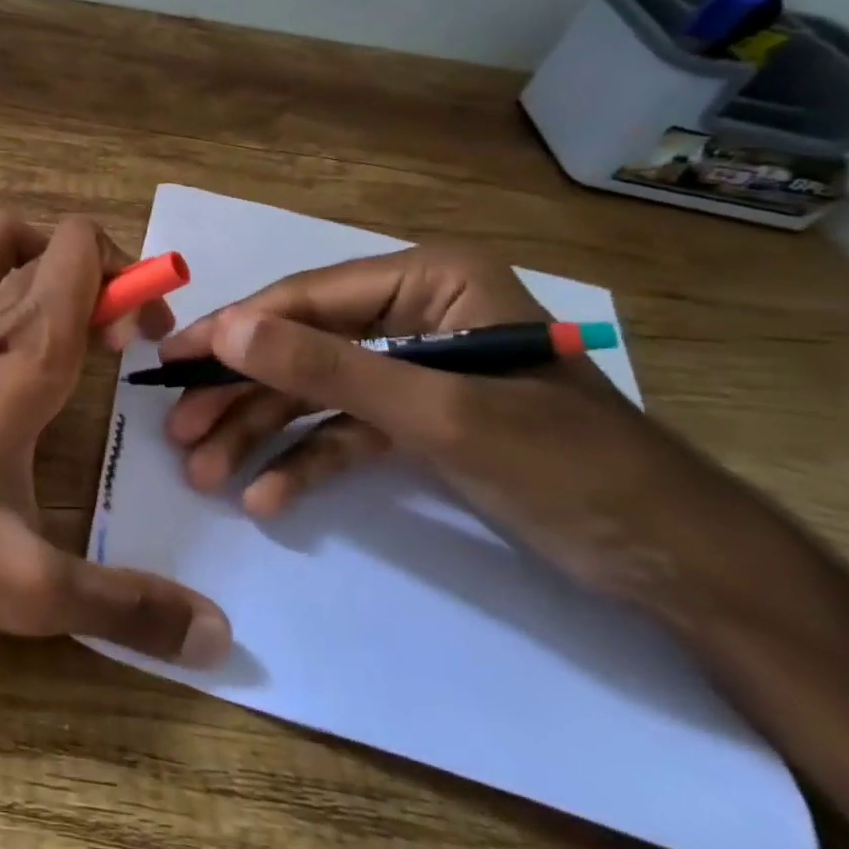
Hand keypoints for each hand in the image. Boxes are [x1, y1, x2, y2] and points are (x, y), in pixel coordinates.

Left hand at [0, 212, 232, 666]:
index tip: (138, 342)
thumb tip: (217, 636)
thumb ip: (118, 606)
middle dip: (98, 282)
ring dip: (31, 259)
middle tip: (108, 346)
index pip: (85, 253)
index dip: (129, 281)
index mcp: (27, 352)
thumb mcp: (15, 584)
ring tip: (46, 313)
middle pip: (52, 246)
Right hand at [160, 245, 725, 602]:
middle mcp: (413, 312)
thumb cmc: (566, 466)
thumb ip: (326, 368)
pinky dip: (306, 462)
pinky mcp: (416, 418)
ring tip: (205, 474)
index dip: (234, 331)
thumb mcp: (436, 413)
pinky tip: (267, 499)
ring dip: (260, 434)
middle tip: (179, 432)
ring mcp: (411, 367)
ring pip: (313, 393)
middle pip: (301, 348)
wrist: (678, 566)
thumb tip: (226, 331)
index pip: (305, 299)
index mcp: (428, 281)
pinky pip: (344, 431)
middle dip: (240, 395)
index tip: (171, 362)